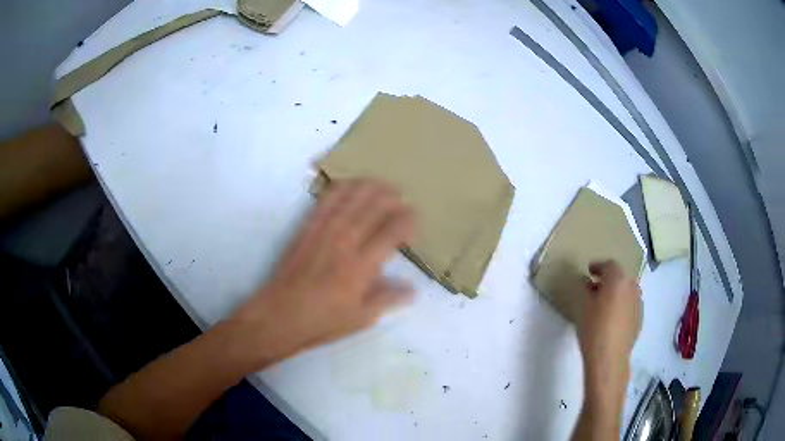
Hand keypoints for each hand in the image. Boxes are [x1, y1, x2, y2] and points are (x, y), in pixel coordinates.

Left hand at [230, 179, 415, 365]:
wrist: (281, 314)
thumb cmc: (323, 321)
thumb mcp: (361, 318)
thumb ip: (388, 299)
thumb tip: (413, 289)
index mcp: (362, 266)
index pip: (392, 231)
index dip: (408, 220)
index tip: (414, 218)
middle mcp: (345, 241)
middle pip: (374, 207)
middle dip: (392, 198)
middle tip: (401, 198)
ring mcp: (324, 231)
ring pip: (352, 197)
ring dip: (370, 186)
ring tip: (382, 185)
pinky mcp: (307, 228)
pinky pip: (326, 200)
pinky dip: (341, 188)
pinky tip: (350, 185)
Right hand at [577, 261, 640, 408]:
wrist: (609, 358)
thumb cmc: (593, 329)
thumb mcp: (582, 306)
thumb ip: (584, 289)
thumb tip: (586, 282)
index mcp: (618, 279)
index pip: (609, 265)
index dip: (598, 266)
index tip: (589, 271)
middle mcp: (632, 287)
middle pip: (620, 276)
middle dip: (608, 279)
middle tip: (595, 288)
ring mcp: (638, 303)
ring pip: (627, 291)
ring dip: (616, 292)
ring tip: (604, 304)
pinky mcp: (639, 318)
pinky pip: (630, 304)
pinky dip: (622, 305)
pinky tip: (612, 318)